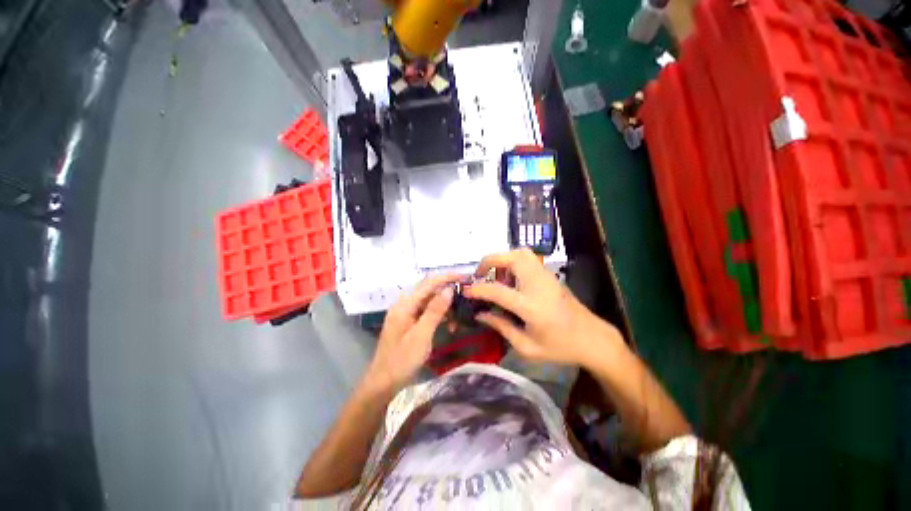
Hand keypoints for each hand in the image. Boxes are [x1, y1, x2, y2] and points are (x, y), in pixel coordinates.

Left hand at [364, 274, 459, 391]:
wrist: (383, 384)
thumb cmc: (402, 360)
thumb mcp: (422, 335)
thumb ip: (435, 310)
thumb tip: (449, 289)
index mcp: (405, 305)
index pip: (429, 283)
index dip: (447, 278)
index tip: (465, 277)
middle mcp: (405, 305)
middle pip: (430, 291)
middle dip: (448, 292)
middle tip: (466, 297)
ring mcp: (407, 314)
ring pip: (430, 302)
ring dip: (445, 307)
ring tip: (459, 318)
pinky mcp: (409, 323)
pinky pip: (427, 313)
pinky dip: (439, 316)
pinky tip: (449, 325)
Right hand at [465, 248, 623, 366]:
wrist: (593, 339)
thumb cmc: (560, 347)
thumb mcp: (527, 346)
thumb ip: (501, 327)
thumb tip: (480, 314)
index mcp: (531, 306)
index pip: (498, 290)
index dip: (478, 289)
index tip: (466, 290)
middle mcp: (538, 285)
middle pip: (512, 258)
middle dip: (491, 260)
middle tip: (481, 274)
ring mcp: (546, 277)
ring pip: (521, 253)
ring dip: (503, 259)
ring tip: (497, 277)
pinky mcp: (550, 275)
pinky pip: (528, 259)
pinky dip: (514, 262)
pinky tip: (512, 280)